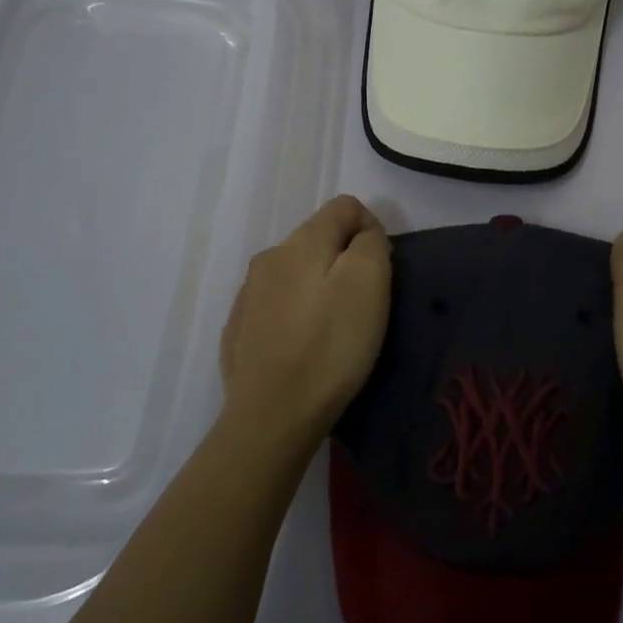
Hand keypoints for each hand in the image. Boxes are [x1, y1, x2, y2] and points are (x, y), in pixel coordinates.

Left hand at [219, 195, 391, 444]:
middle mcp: (269, 258)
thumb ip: (371, 244)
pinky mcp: (239, 330)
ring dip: (319, 287)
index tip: (383, 270)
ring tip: (333, 329)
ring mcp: (248, 295)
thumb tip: (364, 236)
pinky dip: (296, 315)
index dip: (372, 228)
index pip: (345, 206)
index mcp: (301, 241)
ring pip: (296, 273)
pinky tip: (304, 348)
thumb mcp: (369, 283)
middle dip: (345, 260)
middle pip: (319, 239)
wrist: (271, 416)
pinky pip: (277, 306)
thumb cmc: (330, 345)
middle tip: (364, 304)